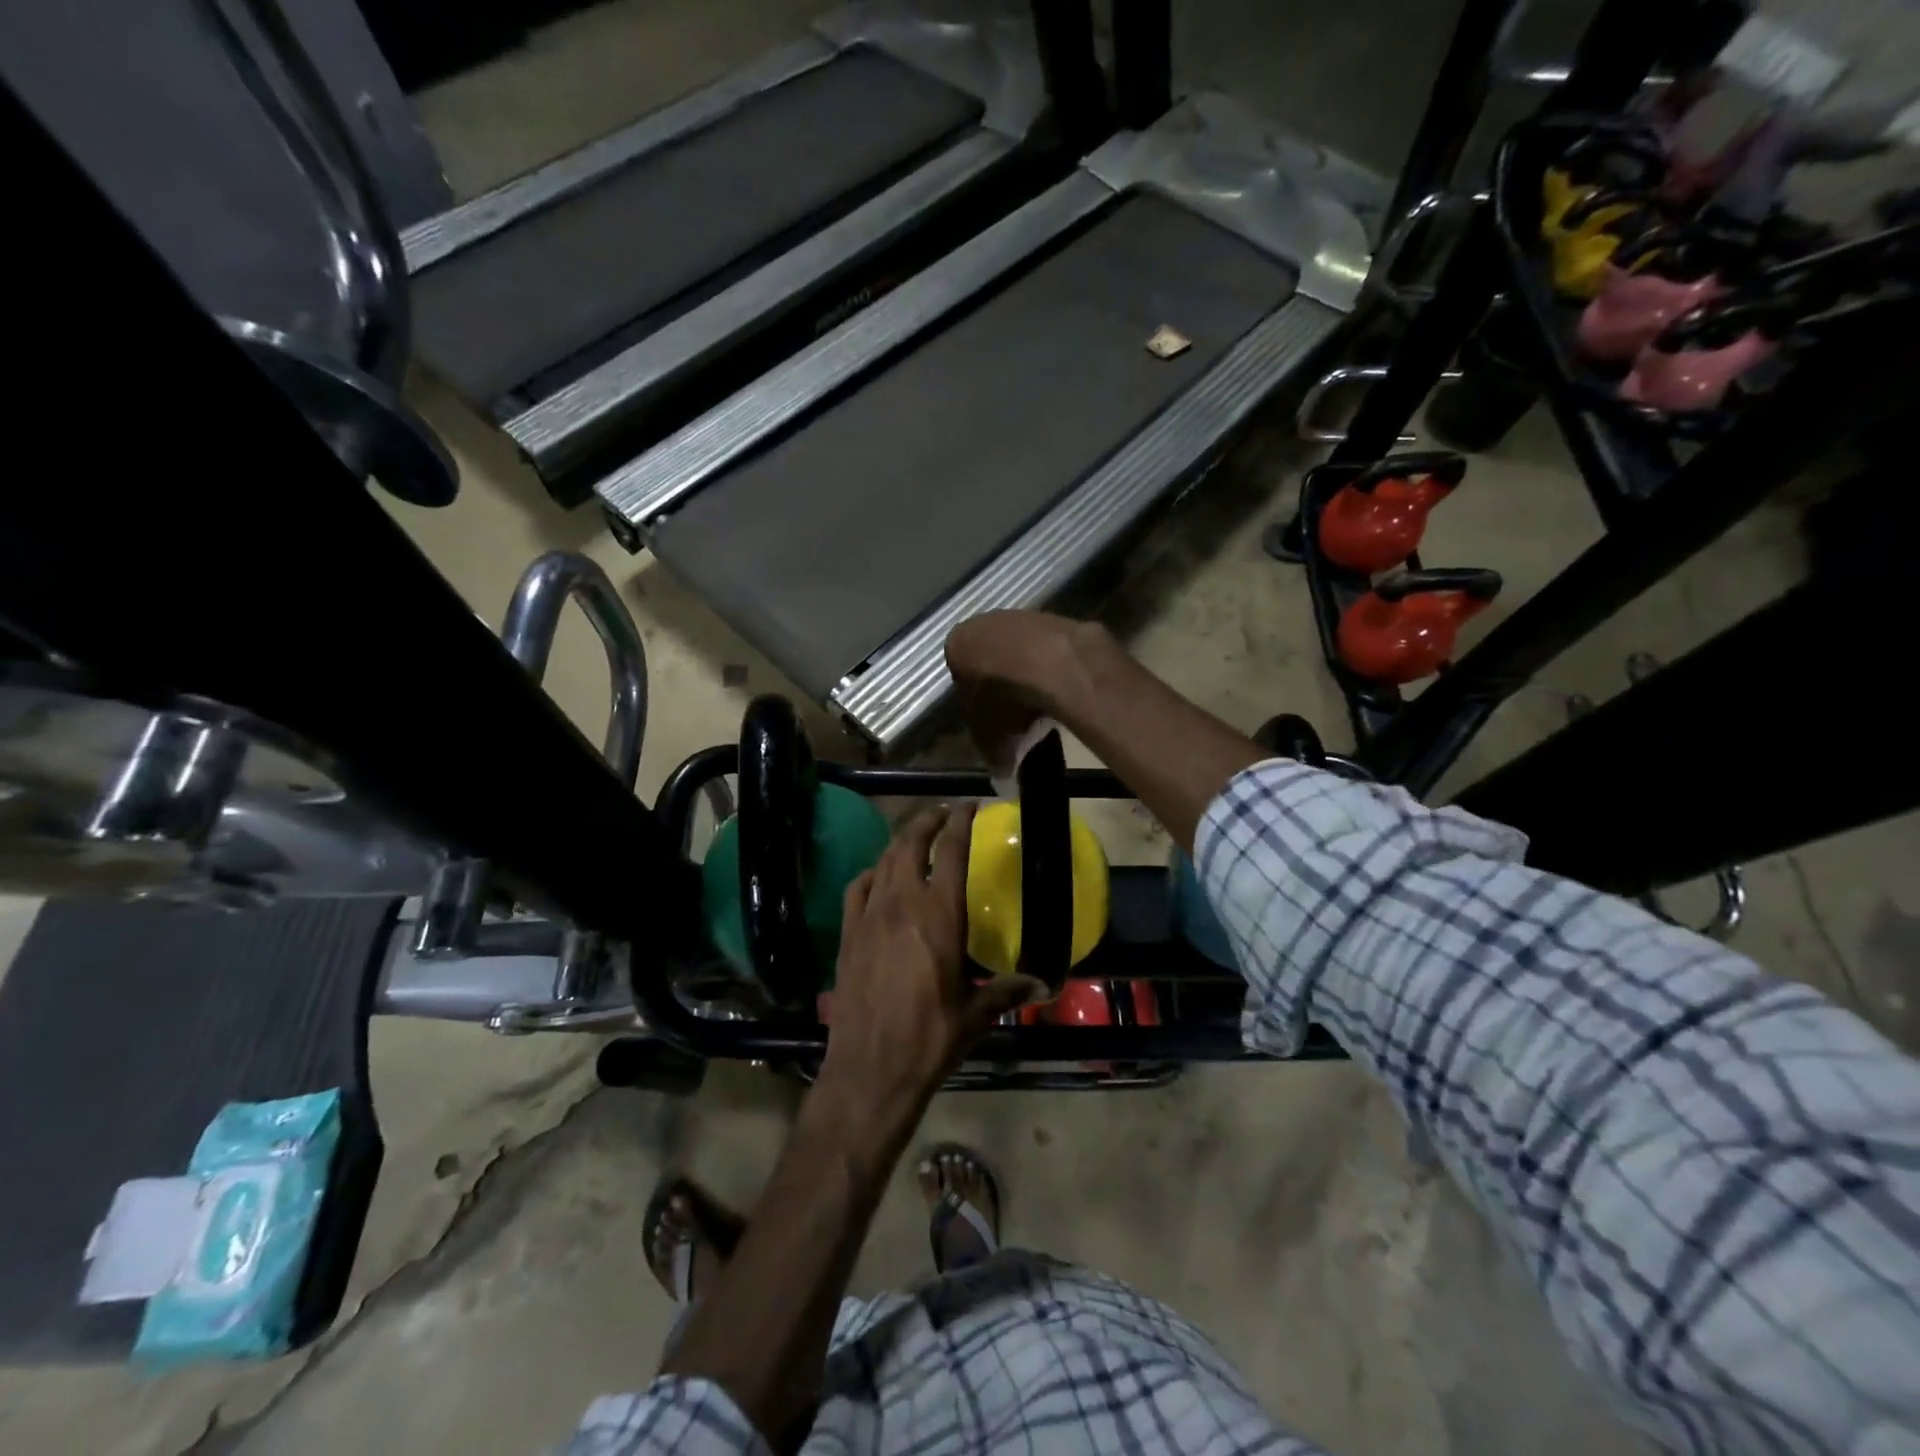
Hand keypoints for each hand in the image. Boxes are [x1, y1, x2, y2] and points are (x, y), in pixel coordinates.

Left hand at [821, 807, 1040, 1119]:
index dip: (961, 822)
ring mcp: (869, 916)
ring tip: (915, 837)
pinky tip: (878, 878)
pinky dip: (871, 873)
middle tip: (943, 813)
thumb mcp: (976, 1014)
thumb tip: (1044, 984)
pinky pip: (857, 888)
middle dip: (927, 820)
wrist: (871, 1068)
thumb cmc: (931, 1038)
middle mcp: (903, 903)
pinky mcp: (847, 934)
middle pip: (911, 843)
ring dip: (901, 841)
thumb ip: (1008, 990)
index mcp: (940, 914)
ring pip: (884, 860)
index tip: (970, 806)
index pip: (951, 851)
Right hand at [944, 611, 1112, 773]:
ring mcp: (1024, 616)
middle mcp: (986, 622)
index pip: (959, 671)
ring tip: (1041, 704)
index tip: (988, 718)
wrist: (1051, 665)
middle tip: (1014, 713)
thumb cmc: (1004, 699)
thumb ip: (990, 752)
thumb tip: (1001, 772)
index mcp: (958, 644)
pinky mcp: (1057, 618)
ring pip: (1022, 649)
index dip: (973, 697)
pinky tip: (1062, 688)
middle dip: (1001, 683)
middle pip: (991, 657)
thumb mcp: (989, 736)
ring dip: (1029, 673)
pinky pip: (1050, 649)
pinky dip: (1054, 666)